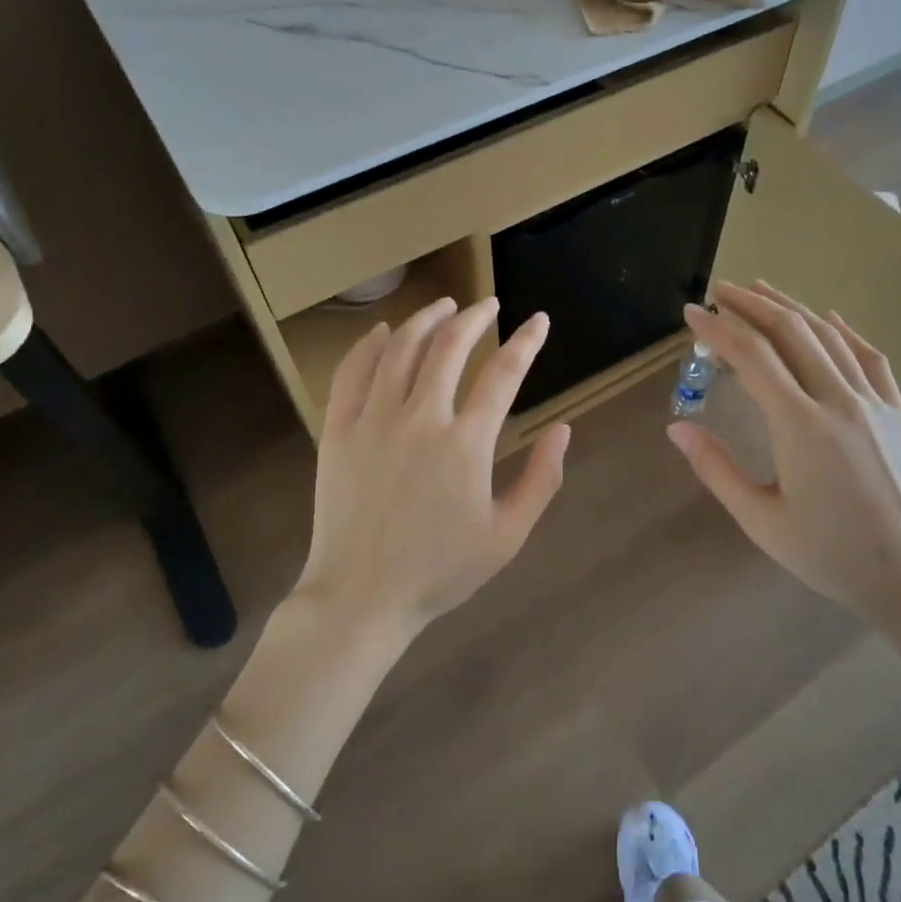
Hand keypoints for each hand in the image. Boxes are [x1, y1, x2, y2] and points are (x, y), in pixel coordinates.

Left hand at [295, 296, 569, 638]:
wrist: (362, 596)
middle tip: (488, 305)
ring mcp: (373, 421)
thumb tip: (562, 428)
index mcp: (466, 443)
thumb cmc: (440, 571)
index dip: (526, 341)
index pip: (504, 373)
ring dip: (427, 320)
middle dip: (475, 317)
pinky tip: (384, 332)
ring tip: (445, 305)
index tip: (539, 321)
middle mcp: (420, 418)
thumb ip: (541, 479)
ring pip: (401, 350)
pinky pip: (352, 373)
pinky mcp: (338, 431)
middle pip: (450, 347)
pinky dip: (370, 346)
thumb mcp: (508, 535)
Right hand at [667, 281, 900, 633]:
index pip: (752, 357)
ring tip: (760, 291)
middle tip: (720, 291)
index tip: (691, 313)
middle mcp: (838, 400)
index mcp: (800, 425)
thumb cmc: (830, 554)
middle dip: (751, 305)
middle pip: (790, 332)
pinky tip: (828, 318)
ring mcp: (875, 402)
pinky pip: (869, 357)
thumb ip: (715, 468)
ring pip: (828, 336)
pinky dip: (844, 331)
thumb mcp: (761, 519)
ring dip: (790, 308)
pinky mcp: (898, 411)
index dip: (718, 330)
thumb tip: (676, 428)